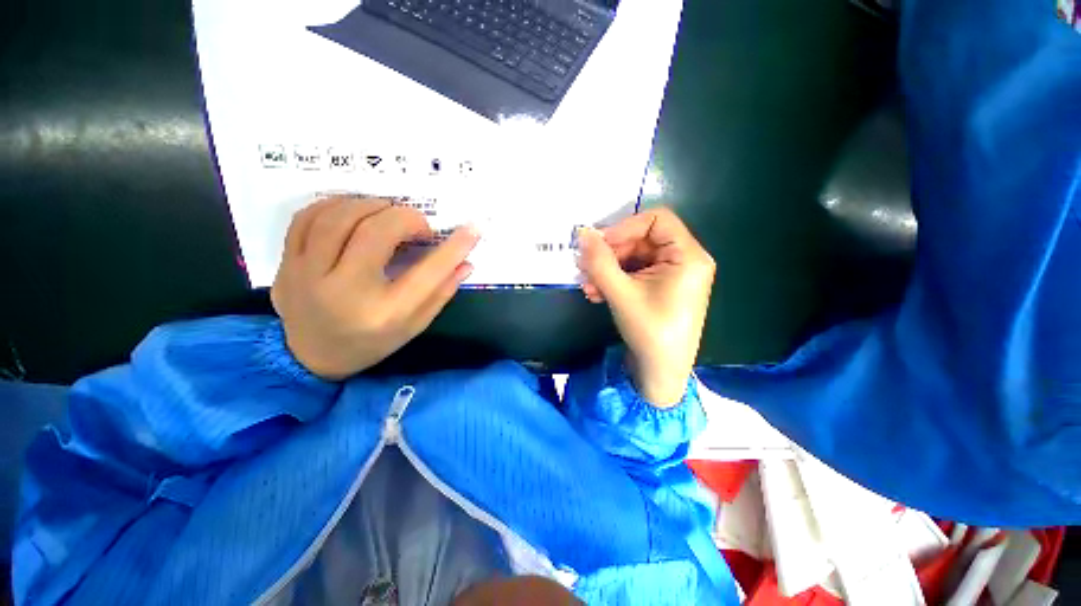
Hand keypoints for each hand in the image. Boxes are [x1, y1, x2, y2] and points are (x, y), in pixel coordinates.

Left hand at [271, 197, 479, 379]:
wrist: (310, 357)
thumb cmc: (371, 342)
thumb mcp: (414, 325)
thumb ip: (441, 292)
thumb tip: (466, 263)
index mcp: (384, 313)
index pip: (428, 272)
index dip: (455, 246)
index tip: (474, 228)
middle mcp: (344, 292)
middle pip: (376, 232)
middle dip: (407, 218)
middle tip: (419, 226)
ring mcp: (306, 276)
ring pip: (338, 217)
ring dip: (372, 206)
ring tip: (388, 214)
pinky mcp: (285, 264)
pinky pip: (306, 218)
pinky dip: (335, 205)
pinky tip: (354, 212)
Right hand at [576, 208, 714, 406]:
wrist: (660, 372)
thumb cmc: (649, 332)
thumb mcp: (621, 293)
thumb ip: (600, 261)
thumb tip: (583, 233)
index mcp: (688, 256)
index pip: (657, 219)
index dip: (625, 227)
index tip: (598, 244)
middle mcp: (685, 260)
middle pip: (642, 239)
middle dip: (611, 253)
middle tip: (585, 267)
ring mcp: (673, 274)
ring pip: (635, 257)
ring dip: (608, 269)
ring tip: (588, 286)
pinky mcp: (662, 287)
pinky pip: (636, 272)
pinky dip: (615, 279)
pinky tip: (597, 293)